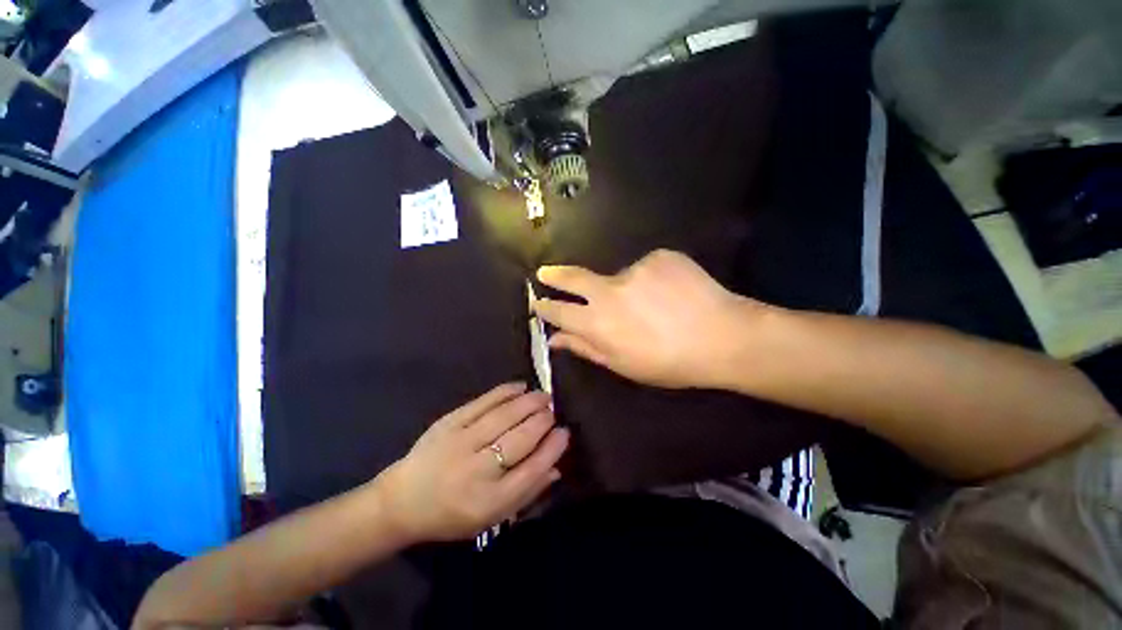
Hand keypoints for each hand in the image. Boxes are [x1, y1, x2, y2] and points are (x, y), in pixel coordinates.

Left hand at [375, 382, 568, 542]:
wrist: (402, 501)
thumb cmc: (452, 514)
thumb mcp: (492, 517)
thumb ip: (527, 493)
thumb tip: (557, 466)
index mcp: (490, 502)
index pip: (533, 470)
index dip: (553, 448)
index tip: (565, 432)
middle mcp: (477, 470)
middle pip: (521, 439)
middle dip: (543, 421)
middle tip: (553, 411)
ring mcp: (461, 442)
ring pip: (505, 416)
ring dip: (529, 402)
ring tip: (544, 396)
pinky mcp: (449, 423)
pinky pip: (483, 402)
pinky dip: (504, 392)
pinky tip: (520, 386)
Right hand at [533, 249, 762, 388]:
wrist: (724, 337)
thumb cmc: (670, 362)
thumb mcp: (623, 364)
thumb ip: (585, 348)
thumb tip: (556, 338)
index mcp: (599, 323)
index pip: (560, 312)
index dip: (545, 307)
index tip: (537, 302)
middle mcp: (610, 291)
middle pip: (573, 278)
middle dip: (554, 276)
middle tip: (545, 273)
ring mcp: (635, 269)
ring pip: (619, 277)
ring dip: (627, 290)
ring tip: (656, 306)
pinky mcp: (658, 256)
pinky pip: (646, 268)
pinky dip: (652, 280)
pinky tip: (672, 293)